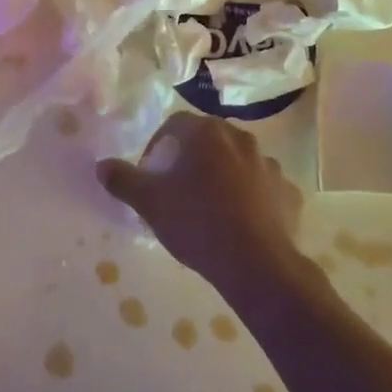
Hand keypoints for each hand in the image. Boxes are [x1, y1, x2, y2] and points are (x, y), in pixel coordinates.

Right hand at [96, 113, 302, 297]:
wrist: (257, 265)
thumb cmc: (197, 223)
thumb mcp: (150, 203)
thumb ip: (123, 179)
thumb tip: (102, 165)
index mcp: (206, 132)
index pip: (175, 125)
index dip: (158, 146)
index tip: (151, 174)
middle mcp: (240, 138)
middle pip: (208, 140)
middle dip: (192, 158)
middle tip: (179, 189)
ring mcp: (270, 164)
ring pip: (238, 162)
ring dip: (224, 176)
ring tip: (211, 208)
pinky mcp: (289, 193)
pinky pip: (264, 188)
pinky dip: (253, 197)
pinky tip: (242, 222)